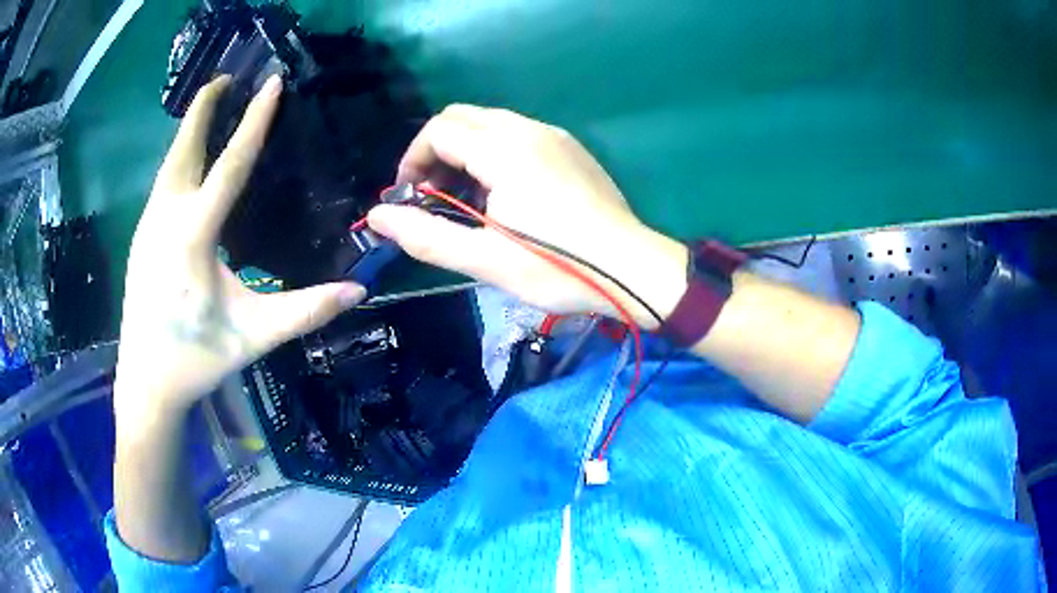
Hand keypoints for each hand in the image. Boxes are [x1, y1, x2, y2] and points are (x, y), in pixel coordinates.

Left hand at [114, 76, 364, 418]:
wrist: (146, 381)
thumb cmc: (197, 357)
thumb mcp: (254, 335)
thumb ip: (305, 310)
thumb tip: (359, 291)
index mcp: (193, 235)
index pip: (230, 164)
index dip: (254, 121)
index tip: (271, 83)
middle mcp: (165, 218)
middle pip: (184, 147)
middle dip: (203, 107)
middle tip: (226, 77)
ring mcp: (148, 225)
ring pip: (169, 163)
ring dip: (190, 130)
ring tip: (210, 107)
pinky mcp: (141, 237)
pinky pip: (162, 183)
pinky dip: (179, 158)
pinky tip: (190, 161)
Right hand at [367, 105, 687, 326]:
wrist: (634, 269)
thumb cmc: (559, 268)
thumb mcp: (486, 261)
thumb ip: (426, 236)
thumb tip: (377, 217)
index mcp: (504, 150)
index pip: (438, 130)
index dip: (412, 160)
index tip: (409, 197)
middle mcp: (528, 129)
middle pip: (461, 117)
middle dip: (435, 151)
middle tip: (433, 196)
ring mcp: (554, 136)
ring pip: (490, 123)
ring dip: (464, 151)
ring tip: (465, 198)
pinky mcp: (571, 148)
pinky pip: (518, 133)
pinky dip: (493, 151)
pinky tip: (503, 192)